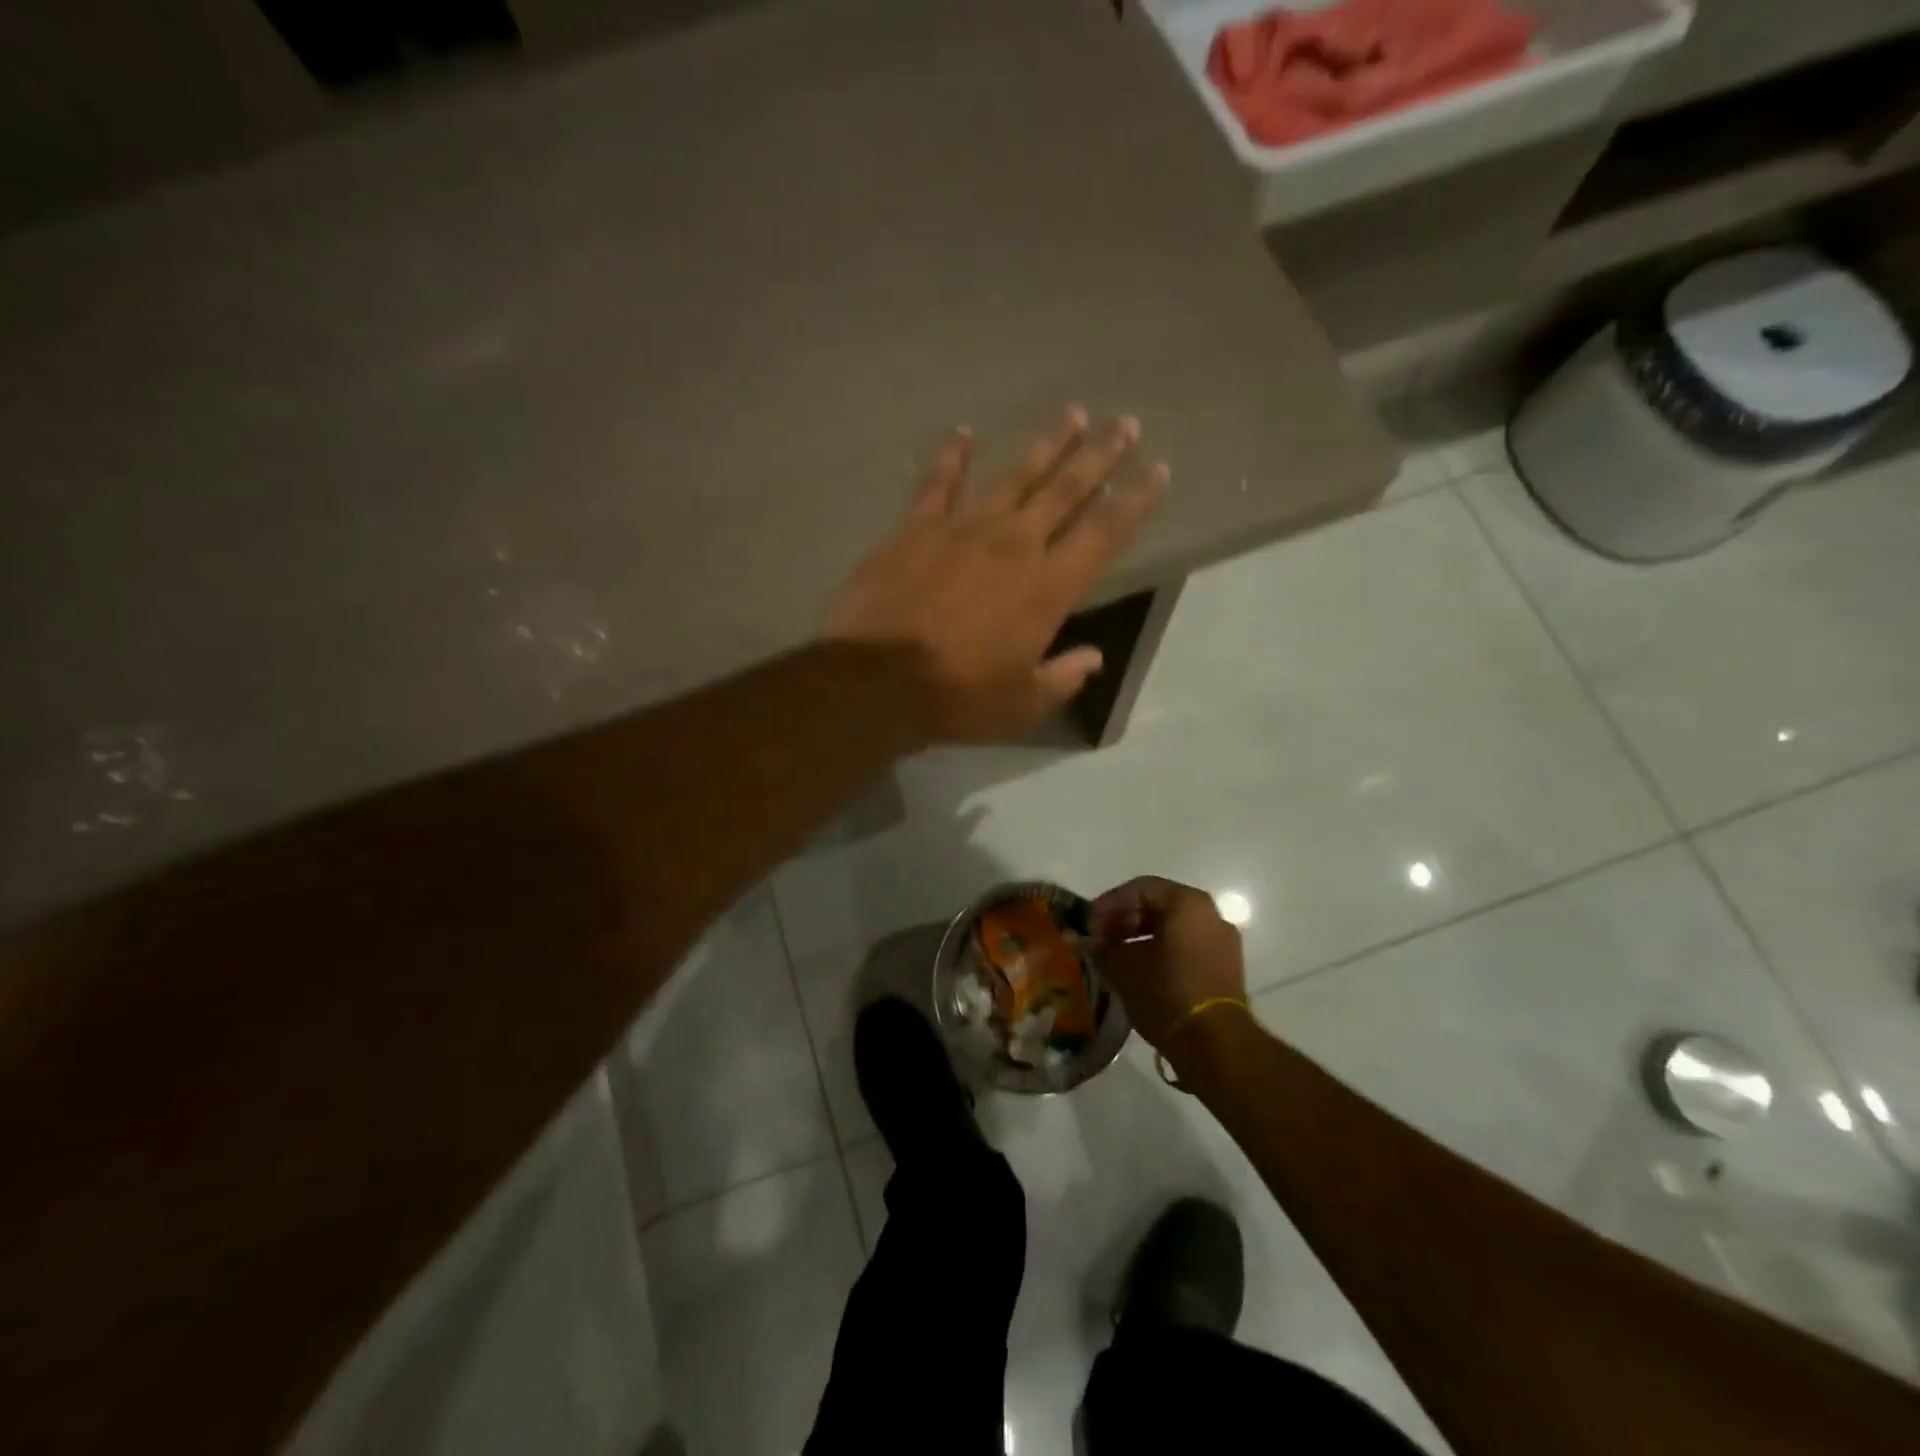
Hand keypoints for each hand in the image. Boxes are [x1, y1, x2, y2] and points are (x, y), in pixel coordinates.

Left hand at [825, 408, 1167, 742]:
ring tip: (1073, 414)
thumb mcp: (1022, 704)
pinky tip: (965, 434)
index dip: (1136, 501)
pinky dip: (952, 457)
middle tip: (1126, 423)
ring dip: (1047, 444)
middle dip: (1101, 455)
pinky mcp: (916, 528)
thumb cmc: (957, 698)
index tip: (1158, 470)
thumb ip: (1063, 678)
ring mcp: (963, 529)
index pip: (1105, 533)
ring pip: (1014, 476)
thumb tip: (1093, 658)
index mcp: (1049, 587)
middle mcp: (1014, 545)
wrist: (877, 681)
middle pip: (1067, 489)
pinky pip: (939, 483)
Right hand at [1091, 876, 1246, 1051]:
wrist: (1216, 1045)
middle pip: (1159, 905)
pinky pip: (1189, 946)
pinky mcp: (1227, 967)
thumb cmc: (1166, 994)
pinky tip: (1142, 970)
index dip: (1109, 903)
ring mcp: (1223, 941)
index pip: (1140, 889)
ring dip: (1143, 936)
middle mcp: (1210, 914)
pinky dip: (1164, 950)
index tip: (1089, 923)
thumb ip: (1102, 947)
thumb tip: (1088, 939)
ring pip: (1175, 927)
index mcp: (1186, 903)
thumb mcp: (1123, 968)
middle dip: (1126, 919)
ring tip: (1117, 956)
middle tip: (1100, 938)